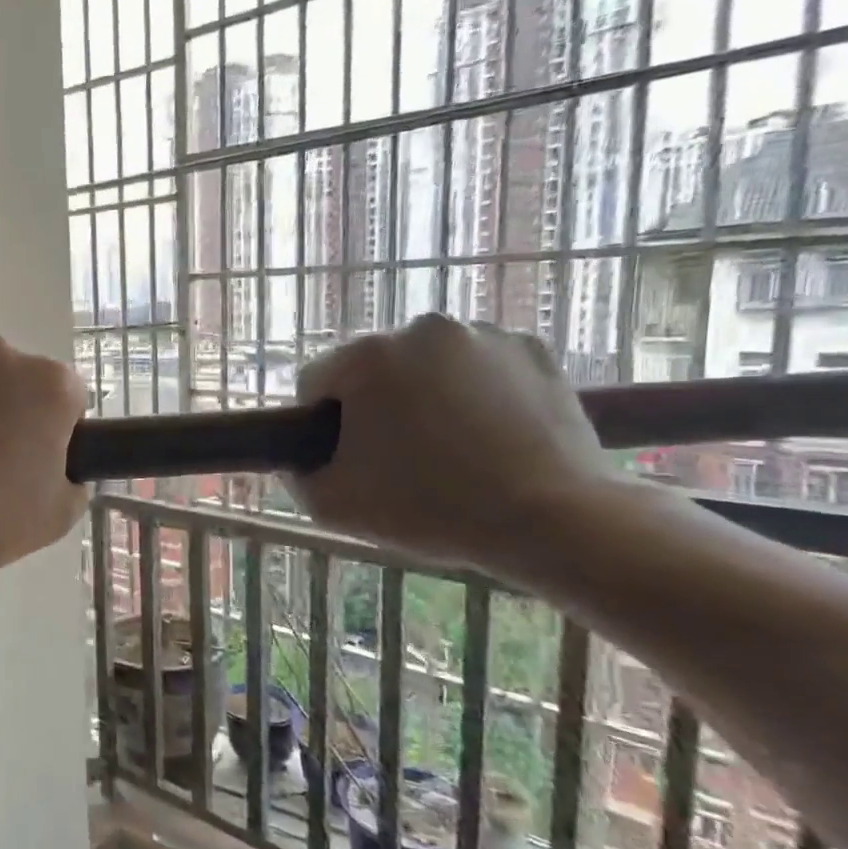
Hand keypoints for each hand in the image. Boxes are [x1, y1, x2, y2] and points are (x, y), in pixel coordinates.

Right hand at [285, 314, 618, 570]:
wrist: (551, 519)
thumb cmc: (427, 507)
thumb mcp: (330, 505)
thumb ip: (296, 475)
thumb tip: (296, 461)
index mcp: (366, 356)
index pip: (315, 383)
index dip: (320, 425)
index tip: (345, 459)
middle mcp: (421, 329)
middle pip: (372, 370)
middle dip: (375, 406)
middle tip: (397, 458)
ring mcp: (483, 335)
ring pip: (427, 366)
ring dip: (424, 396)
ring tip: (449, 449)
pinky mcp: (533, 350)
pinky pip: (480, 367)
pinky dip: (476, 392)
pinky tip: (488, 434)